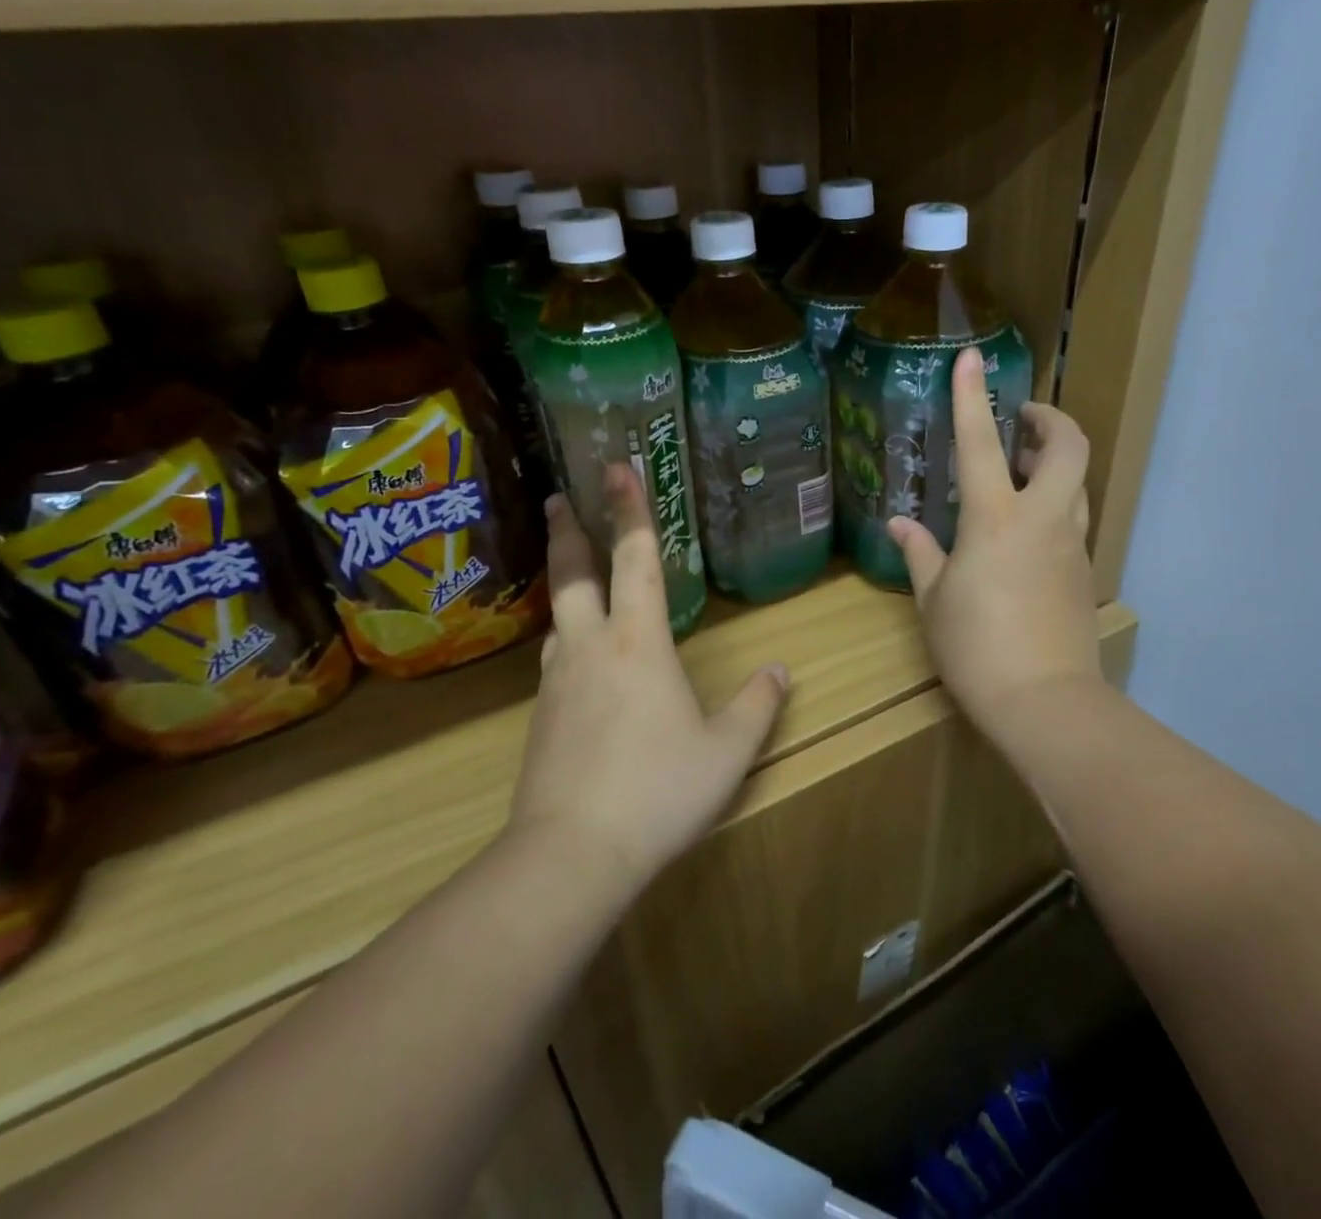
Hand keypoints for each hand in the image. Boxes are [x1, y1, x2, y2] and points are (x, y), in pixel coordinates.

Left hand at [511, 463, 788, 891]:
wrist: (571, 854)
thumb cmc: (659, 791)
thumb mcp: (727, 752)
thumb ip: (757, 705)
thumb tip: (780, 670)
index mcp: (639, 642)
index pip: (637, 559)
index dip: (632, 509)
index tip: (617, 467)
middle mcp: (591, 647)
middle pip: (574, 573)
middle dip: (568, 530)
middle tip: (557, 498)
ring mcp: (557, 681)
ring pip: (558, 617)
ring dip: (563, 584)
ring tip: (571, 575)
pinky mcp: (539, 717)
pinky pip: (553, 660)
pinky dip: (564, 639)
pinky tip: (573, 657)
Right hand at [888, 347, 1101, 734]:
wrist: (1045, 702)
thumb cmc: (976, 648)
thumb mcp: (934, 600)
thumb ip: (920, 553)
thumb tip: (900, 523)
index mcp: (995, 520)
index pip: (980, 443)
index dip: (973, 396)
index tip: (971, 359)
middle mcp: (1042, 519)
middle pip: (1069, 447)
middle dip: (1051, 420)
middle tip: (1022, 421)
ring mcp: (1071, 544)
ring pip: (1078, 483)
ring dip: (1055, 462)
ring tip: (1021, 470)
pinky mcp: (1084, 571)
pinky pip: (1074, 520)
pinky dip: (1055, 504)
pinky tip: (1025, 531)